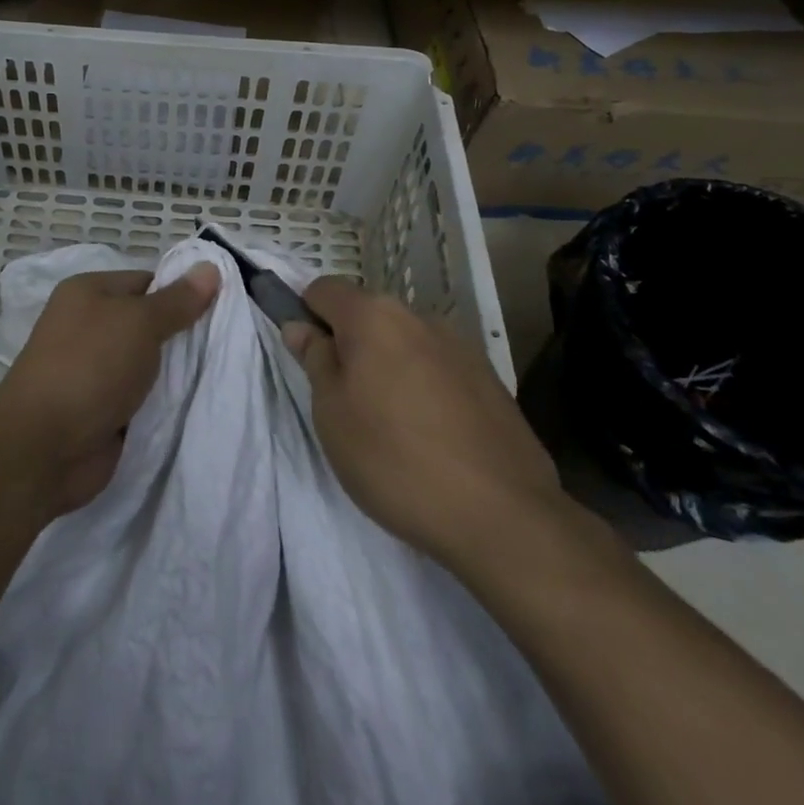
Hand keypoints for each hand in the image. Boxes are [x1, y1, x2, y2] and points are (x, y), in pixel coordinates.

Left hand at [0, 264, 218, 513]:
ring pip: (150, 364)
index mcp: (89, 293)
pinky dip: (165, 403)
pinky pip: (144, 398)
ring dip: (178, 373)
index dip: (182, 293)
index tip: (223, 308)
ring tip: (225, 373)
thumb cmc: (90, 367)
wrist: (45, 447)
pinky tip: (200, 403)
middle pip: (150, 324)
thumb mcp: (139, 322)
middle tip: (232, 342)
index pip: (147, 282)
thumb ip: (177, 300)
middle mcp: (89, 327)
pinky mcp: (104, 410)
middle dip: (184, 336)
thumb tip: (210, 268)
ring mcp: (95, 371)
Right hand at [282, 278, 569, 562]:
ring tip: (391, 426)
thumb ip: (315, 359)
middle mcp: (418, 317)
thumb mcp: (331, 413)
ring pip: (403, 343)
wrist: (502, 516)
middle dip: (349, 346)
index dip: (306, 316)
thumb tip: (301, 326)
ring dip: (387, 367)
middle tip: (344, 403)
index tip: (307, 361)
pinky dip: (423, 388)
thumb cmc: (394, 459)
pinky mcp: (489, 379)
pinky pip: (437, 368)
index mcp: (374, 316)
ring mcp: (460, 346)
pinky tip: (431, 437)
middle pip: (367, 315)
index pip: (323, 289)